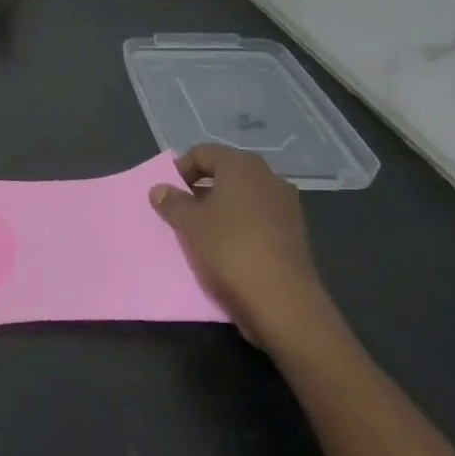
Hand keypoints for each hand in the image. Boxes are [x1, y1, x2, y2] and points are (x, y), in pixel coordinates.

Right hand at [149, 146, 331, 349]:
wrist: (282, 303)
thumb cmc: (228, 248)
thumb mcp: (187, 222)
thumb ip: (171, 201)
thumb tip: (160, 189)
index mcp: (242, 165)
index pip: (202, 153)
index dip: (180, 169)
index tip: (167, 193)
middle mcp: (268, 178)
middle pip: (225, 173)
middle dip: (200, 189)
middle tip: (181, 212)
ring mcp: (286, 207)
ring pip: (242, 198)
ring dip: (220, 209)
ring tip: (201, 233)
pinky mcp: (294, 235)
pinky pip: (258, 220)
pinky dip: (239, 227)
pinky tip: (226, 249)